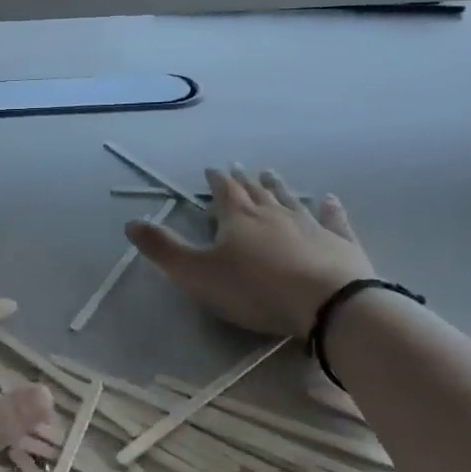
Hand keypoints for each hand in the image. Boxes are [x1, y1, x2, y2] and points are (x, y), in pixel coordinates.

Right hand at [127, 167, 372, 339]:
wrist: (328, 303)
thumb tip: (130, 221)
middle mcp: (273, 212)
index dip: (214, 181)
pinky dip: (329, 208)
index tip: (209, 170)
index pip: (223, 191)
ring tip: (270, 174)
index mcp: (238, 217)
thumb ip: (163, 249)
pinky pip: (332, 219)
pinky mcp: (340, 242)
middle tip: (239, 168)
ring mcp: (310, 224)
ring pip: (289, 199)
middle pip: (255, 191)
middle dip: (244, 180)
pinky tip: (330, 199)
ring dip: (278, 186)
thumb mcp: (197, 274)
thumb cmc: (256, 289)